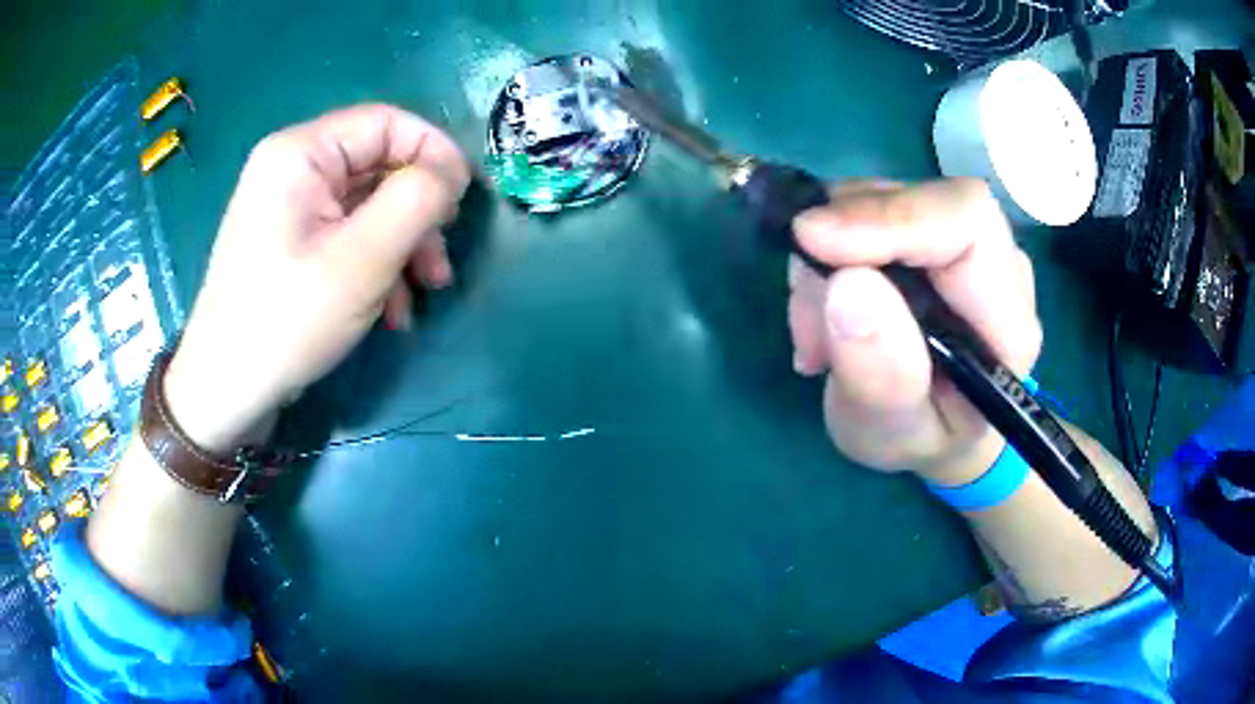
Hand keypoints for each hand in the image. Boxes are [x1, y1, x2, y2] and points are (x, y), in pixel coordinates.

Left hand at [165, 104, 470, 451]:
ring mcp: (289, 208)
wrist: (227, 391)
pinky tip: (390, 310)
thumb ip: (418, 199)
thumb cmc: (288, 319)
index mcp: (301, 153)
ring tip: (423, 294)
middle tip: (440, 263)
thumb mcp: (363, 258)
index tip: (464, 201)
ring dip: (403, 246)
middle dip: (419, 213)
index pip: (387, 122)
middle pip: (378, 167)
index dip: (434, 152)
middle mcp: (292, 168)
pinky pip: (346, 234)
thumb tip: (451, 173)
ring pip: (367, 206)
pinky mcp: (291, 242)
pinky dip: (376, 265)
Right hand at [787, 179, 1041, 485]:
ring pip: (878, 201)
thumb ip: (881, 378)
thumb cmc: (925, 438)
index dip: (893, 217)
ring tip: (818, 336)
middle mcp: (994, 262)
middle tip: (811, 319)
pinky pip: (861, 212)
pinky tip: (827, 313)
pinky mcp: (924, 232)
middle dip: (845, 244)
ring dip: (828, 260)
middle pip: (916, 201)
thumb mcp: (894, 434)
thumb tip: (846, 286)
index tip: (815, 240)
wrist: (940, 429)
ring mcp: (959, 239)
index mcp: (1009, 318)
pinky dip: (826, 257)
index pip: (967, 221)